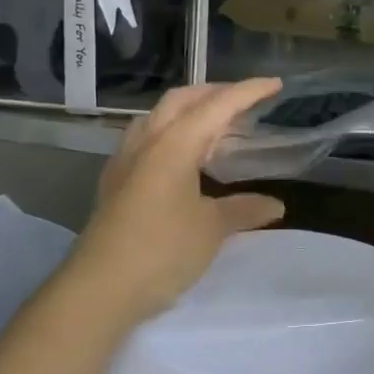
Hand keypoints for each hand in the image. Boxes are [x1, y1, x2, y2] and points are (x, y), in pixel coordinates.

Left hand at [69, 79, 286, 322]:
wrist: (99, 289)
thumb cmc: (161, 250)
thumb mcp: (211, 229)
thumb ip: (244, 209)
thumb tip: (275, 205)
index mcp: (174, 143)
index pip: (217, 105)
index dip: (248, 92)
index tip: (275, 84)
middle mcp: (147, 141)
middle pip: (182, 99)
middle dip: (214, 93)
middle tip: (243, 102)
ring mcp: (125, 160)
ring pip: (159, 116)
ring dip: (188, 111)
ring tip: (214, 128)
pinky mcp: (115, 181)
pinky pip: (146, 139)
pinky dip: (171, 133)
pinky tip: (181, 158)